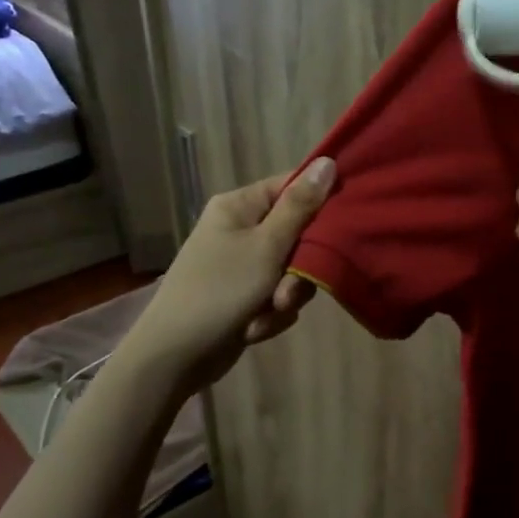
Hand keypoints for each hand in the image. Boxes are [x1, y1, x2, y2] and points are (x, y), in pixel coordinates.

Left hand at [131, 157, 335, 391]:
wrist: (174, 356)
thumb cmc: (220, 291)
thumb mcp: (267, 246)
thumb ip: (300, 207)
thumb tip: (327, 160)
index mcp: (239, 206)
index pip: (291, 187)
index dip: (320, 203)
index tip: (344, 222)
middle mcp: (240, 229)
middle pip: (297, 234)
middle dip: (298, 270)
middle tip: (288, 292)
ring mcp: (242, 264)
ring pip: (291, 271)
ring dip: (285, 296)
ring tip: (267, 314)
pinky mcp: (244, 296)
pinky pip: (277, 296)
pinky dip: (271, 314)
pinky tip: (253, 328)